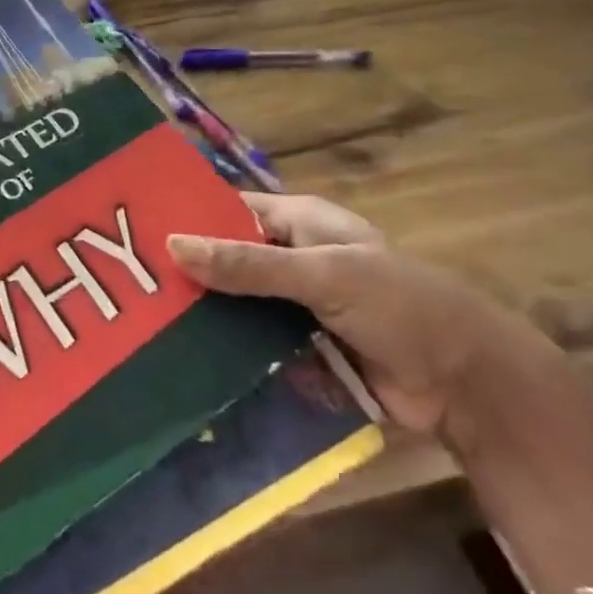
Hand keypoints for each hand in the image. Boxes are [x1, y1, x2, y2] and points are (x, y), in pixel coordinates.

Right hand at [167, 194, 552, 441]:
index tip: (134, 227)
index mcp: (300, 223)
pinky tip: (181, 362)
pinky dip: (225, 352)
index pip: (231, 210)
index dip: (189, 215)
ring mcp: (294, 308)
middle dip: (188, 273)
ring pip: (235, 306)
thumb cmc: (399, 306)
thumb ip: (249, 265)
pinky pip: (251, 345)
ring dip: (202, 316)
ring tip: (140, 325)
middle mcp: (292, 260)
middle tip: (127, 285)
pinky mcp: (299, 351)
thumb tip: (173, 244)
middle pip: (227, 260)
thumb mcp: (323, 275)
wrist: (464, 383)